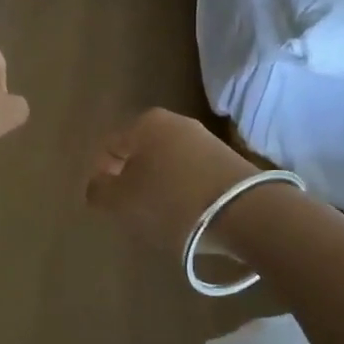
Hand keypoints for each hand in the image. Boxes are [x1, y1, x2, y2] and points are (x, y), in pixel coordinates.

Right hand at [85, 108, 259, 256]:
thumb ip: (99, 190)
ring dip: (158, 189)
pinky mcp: (228, 162)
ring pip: (166, 165)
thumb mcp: (122, 201)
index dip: (102, 177)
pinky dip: (183, 194)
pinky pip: (192, 176)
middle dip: (132, 182)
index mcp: (145, 123)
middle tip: (132, 213)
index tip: (109, 206)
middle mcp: (175, 122)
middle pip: (140, 154)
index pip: (109, 148)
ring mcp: (205, 140)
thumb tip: (97, 184)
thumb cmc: (173, 202)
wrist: (247, 213)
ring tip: (160, 220)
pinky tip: (187, 217)